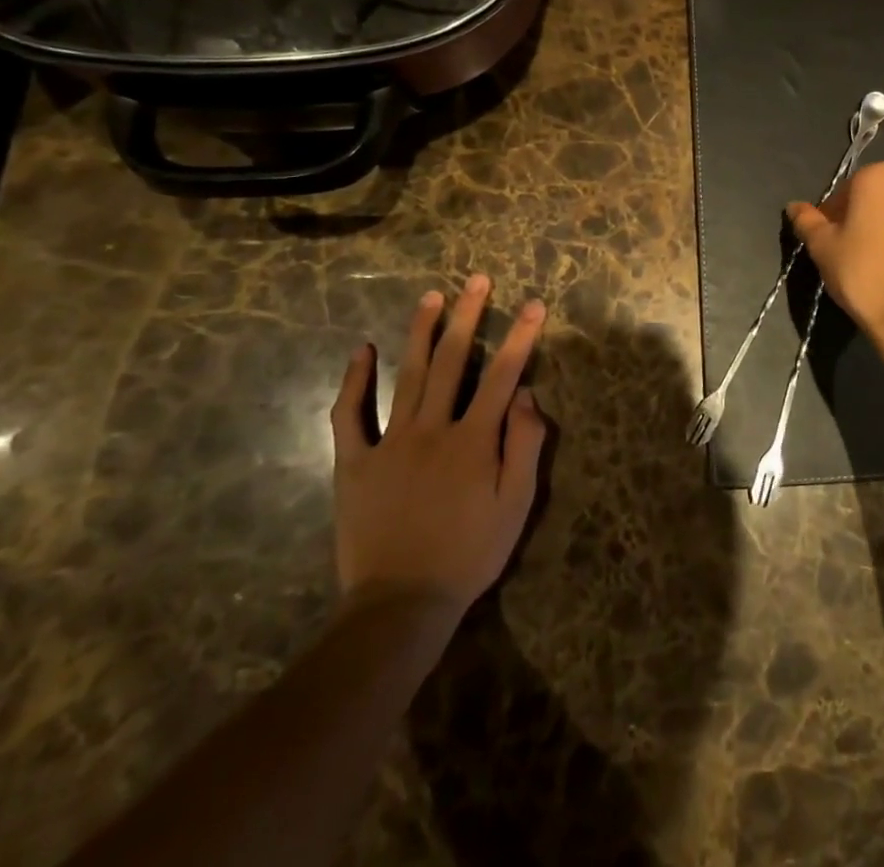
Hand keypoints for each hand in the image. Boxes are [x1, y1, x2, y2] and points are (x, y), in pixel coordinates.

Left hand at [331, 274, 548, 622]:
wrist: (401, 604)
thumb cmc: (469, 554)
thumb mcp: (516, 506)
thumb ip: (525, 446)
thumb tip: (526, 395)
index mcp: (474, 440)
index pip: (503, 375)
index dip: (521, 337)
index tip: (534, 304)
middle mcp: (432, 429)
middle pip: (453, 361)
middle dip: (469, 316)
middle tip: (477, 280)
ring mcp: (390, 442)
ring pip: (409, 375)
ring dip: (422, 332)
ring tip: (432, 297)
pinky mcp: (355, 462)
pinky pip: (350, 415)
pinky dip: (354, 381)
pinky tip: (362, 350)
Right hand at [787, 162, 883, 339]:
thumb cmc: (861, 271)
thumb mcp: (822, 245)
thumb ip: (806, 221)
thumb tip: (794, 206)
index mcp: (879, 177)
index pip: (843, 190)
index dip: (829, 215)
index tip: (824, 239)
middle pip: (871, 199)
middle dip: (855, 219)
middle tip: (841, 251)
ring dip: (877, 231)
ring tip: (865, 263)